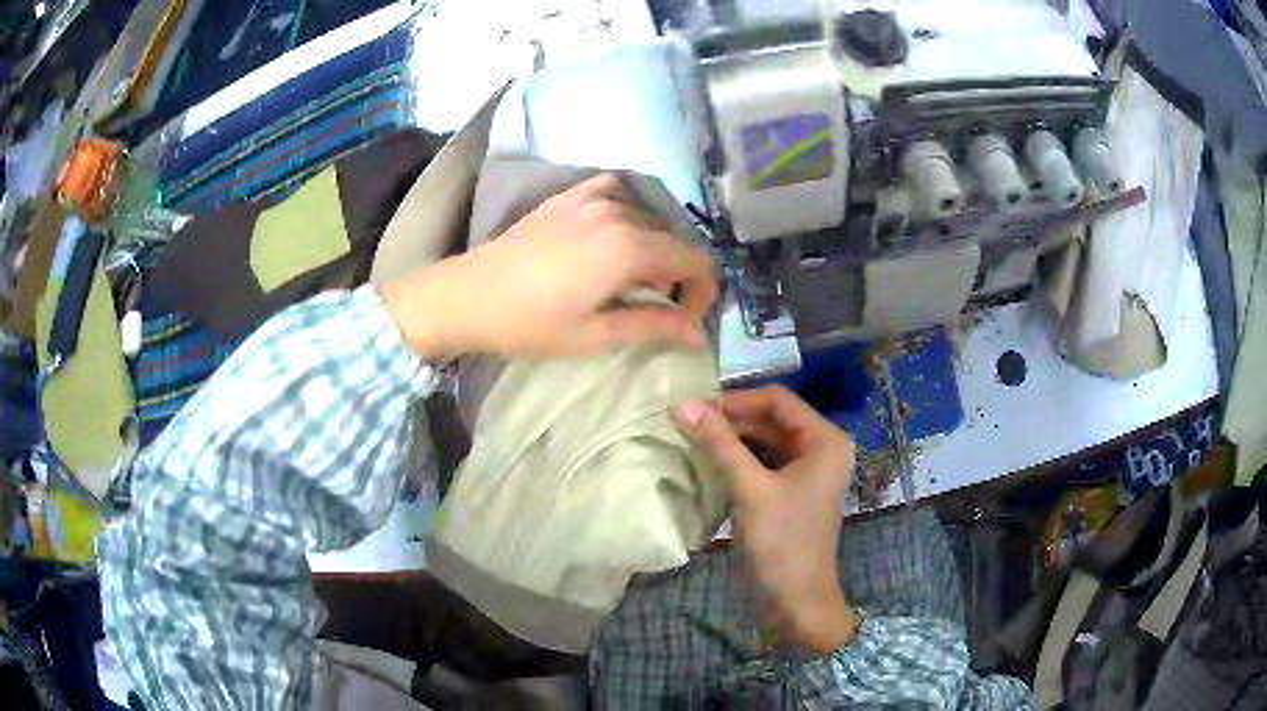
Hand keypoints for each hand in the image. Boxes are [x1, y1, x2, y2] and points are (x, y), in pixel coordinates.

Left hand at [381, 173, 717, 362]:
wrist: (468, 296)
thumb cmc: (529, 323)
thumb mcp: (594, 335)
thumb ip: (653, 327)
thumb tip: (699, 335)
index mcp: (629, 248)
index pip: (695, 260)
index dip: (701, 292)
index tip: (684, 320)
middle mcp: (618, 213)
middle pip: (674, 239)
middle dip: (678, 274)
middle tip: (657, 307)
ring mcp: (591, 198)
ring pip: (648, 217)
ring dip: (653, 247)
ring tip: (631, 277)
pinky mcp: (568, 196)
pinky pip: (615, 190)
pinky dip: (627, 209)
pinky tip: (615, 231)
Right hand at [674, 386, 858, 655]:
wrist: (797, 602)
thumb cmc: (781, 543)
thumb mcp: (750, 489)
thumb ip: (719, 444)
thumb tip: (681, 404)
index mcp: (825, 440)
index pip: (778, 400)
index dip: (736, 399)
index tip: (695, 406)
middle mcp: (822, 449)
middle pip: (773, 419)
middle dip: (732, 419)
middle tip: (687, 422)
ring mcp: (809, 472)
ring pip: (767, 441)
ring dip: (733, 439)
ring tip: (692, 438)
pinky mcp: (794, 492)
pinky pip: (765, 463)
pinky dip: (740, 460)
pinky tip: (710, 462)